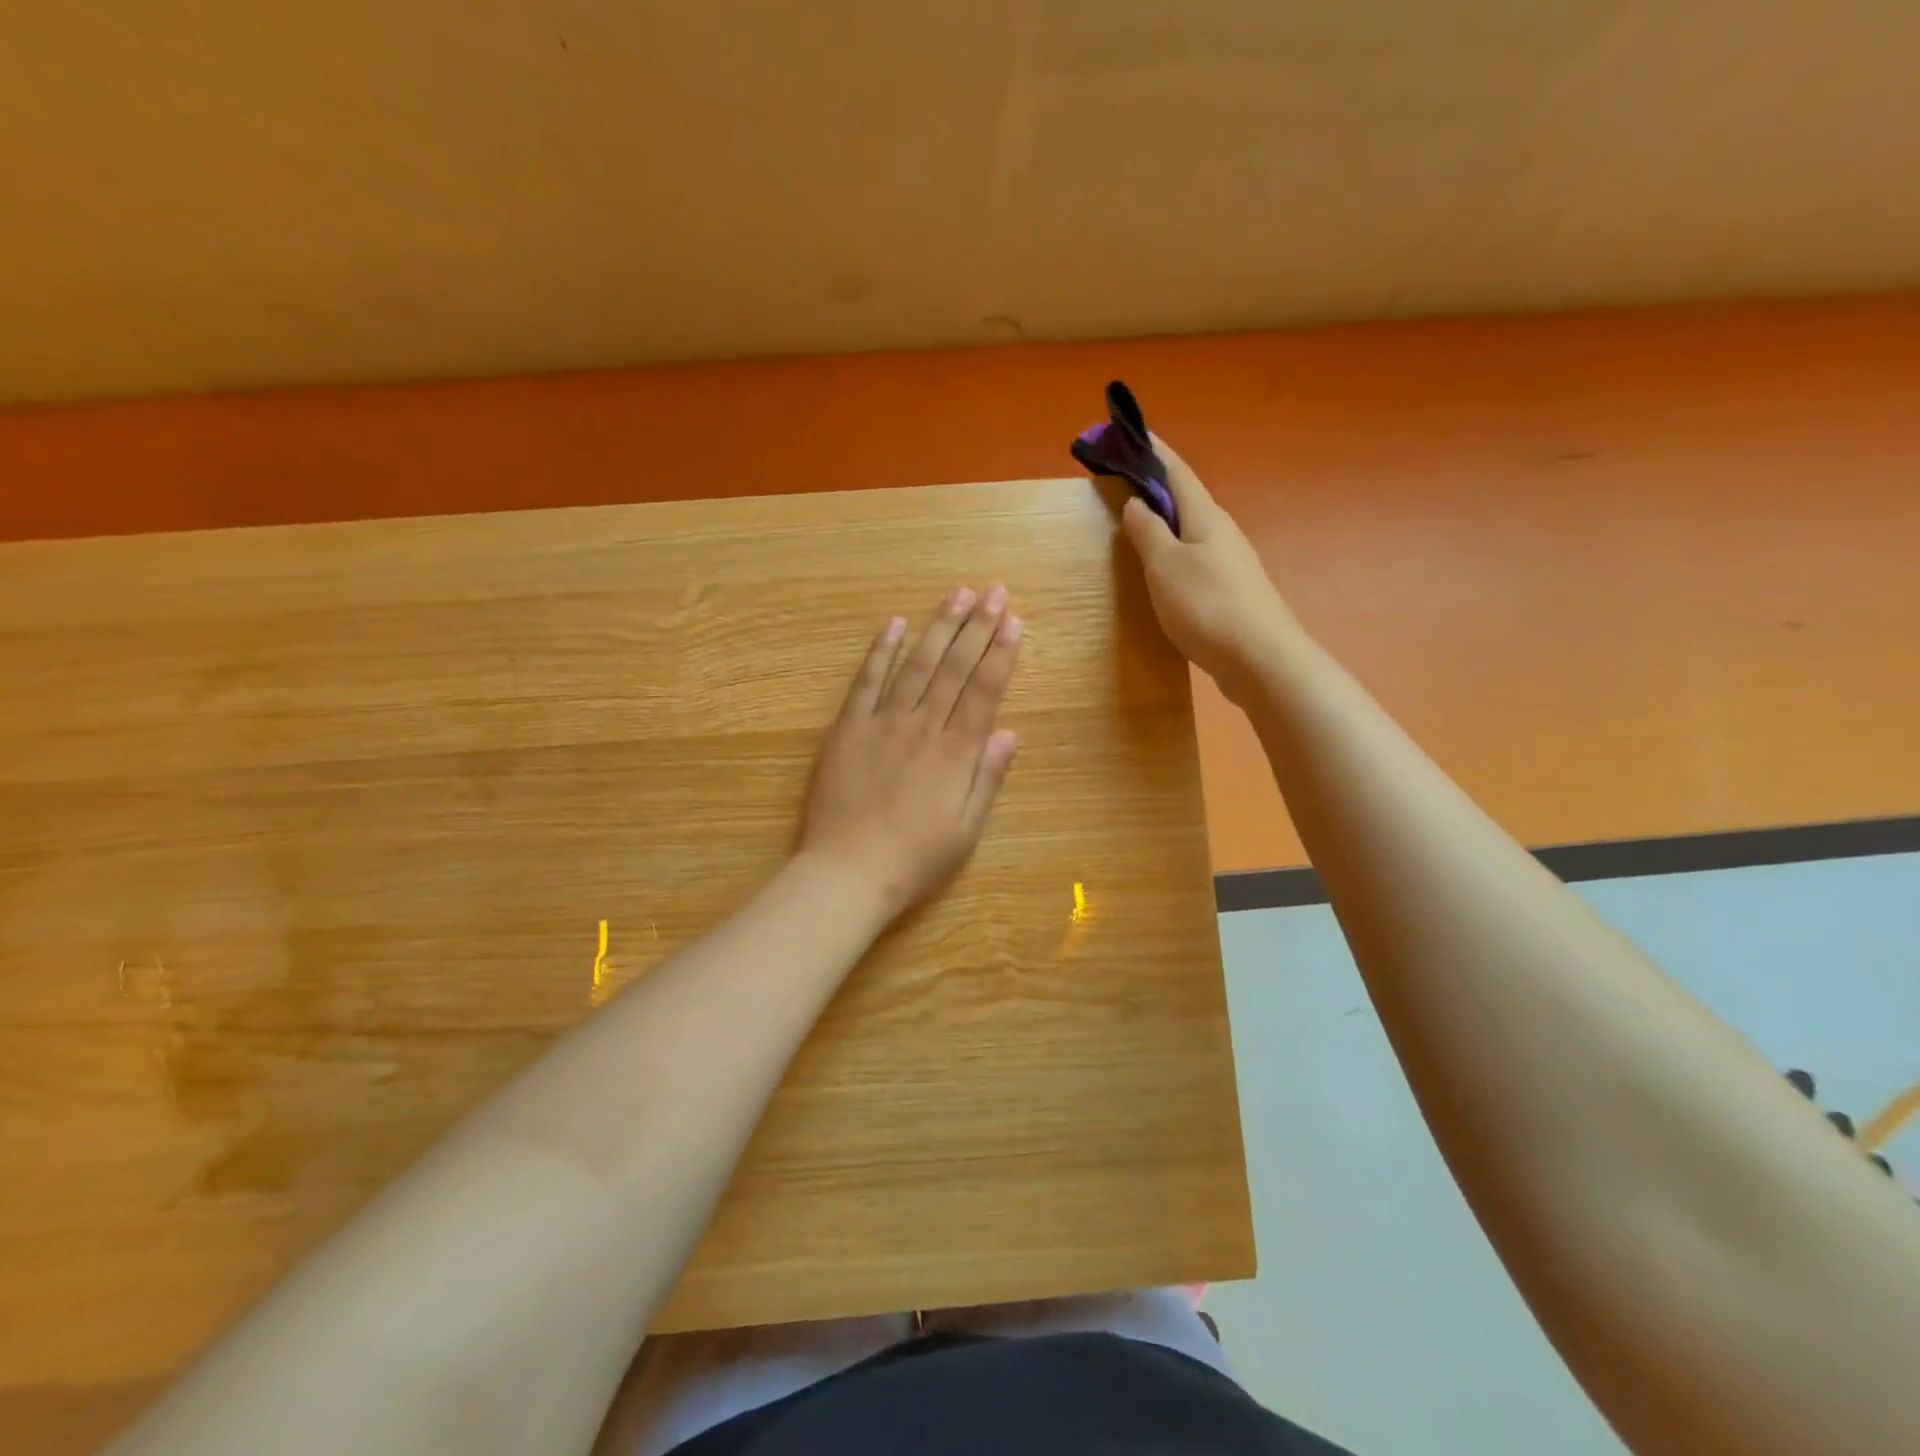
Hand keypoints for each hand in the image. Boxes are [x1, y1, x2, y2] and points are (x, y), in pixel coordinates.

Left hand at [798, 586, 1023, 921]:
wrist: (848, 872)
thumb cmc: (915, 859)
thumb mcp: (966, 830)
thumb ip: (987, 777)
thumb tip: (1009, 732)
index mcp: (956, 753)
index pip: (984, 691)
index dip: (1001, 654)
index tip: (1015, 621)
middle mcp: (923, 728)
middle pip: (954, 668)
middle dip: (978, 627)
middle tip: (994, 591)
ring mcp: (882, 723)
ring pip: (915, 665)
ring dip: (938, 628)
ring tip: (957, 595)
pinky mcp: (848, 729)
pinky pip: (866, 682)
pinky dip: (880, 651)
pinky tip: (894, 624)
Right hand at [1119, 437, 1297, 698]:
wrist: (1259, 659)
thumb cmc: (1206, 606)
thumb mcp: (1165, 566)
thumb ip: (1148, 533)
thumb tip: (1136, 504)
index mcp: (1206, 517)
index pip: (1177, 472)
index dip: (1155, 451)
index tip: (1133, 431)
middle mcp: (1222, 533)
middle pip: (1186, 499)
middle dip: (1157, 486)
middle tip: (1125, 483)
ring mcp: (1230, 563)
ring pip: (1191, 531)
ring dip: (1166, 521)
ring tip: (1138, 525)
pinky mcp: (1231, 592)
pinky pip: (1195, 559)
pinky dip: (1174, 552)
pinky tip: (1164, 571)